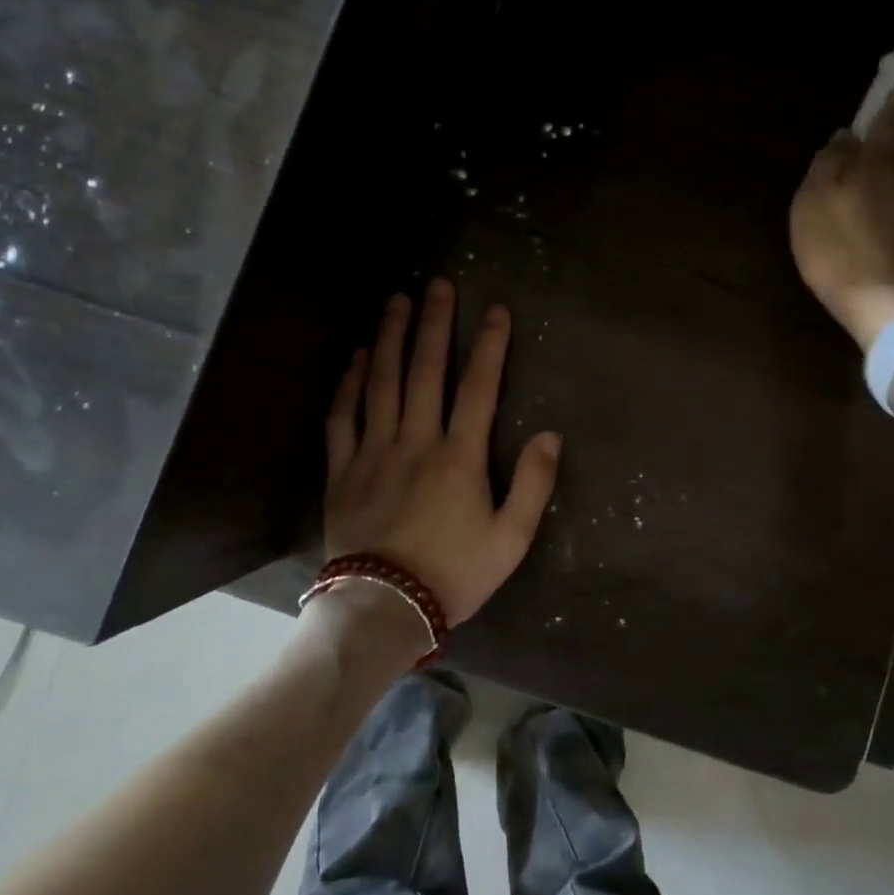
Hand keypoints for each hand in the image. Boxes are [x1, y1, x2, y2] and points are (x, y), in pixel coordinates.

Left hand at [324, 280, 561, 627]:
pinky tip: (357, 358)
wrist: (384, 609)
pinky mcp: (343, 470)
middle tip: (438, 285)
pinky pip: (343, 417)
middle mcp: (416, 442)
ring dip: (391, 339)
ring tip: (397, 302)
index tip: (495, 310)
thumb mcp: (511, 539)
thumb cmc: (454, 574)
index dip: (490, 346)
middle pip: (426, 371)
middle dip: (435, 324)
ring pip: (382, 383)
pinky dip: (349, 384)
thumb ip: (533, 484)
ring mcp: (374, 452)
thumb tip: (550, 435)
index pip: (478, 388)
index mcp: (460, 457)